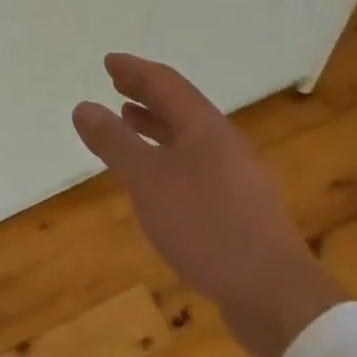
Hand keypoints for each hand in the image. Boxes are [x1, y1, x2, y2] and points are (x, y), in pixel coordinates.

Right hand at [73, 53, 345, 356]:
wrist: (273, 293)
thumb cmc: (205, 225)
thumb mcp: (148, 179)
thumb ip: (115, 142)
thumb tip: (83, 106)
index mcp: (205, 126)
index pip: (166, 83)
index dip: (135, 71)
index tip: (109, 62)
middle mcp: (223, 143)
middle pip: (180, 107)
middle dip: (146, 94)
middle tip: (117, 85)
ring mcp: (236, 176)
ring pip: (189, 137)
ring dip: (157, 125)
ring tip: (129, 122)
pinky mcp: (240, 209)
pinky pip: (196, 165)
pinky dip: (169, 157)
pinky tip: (158, 179)